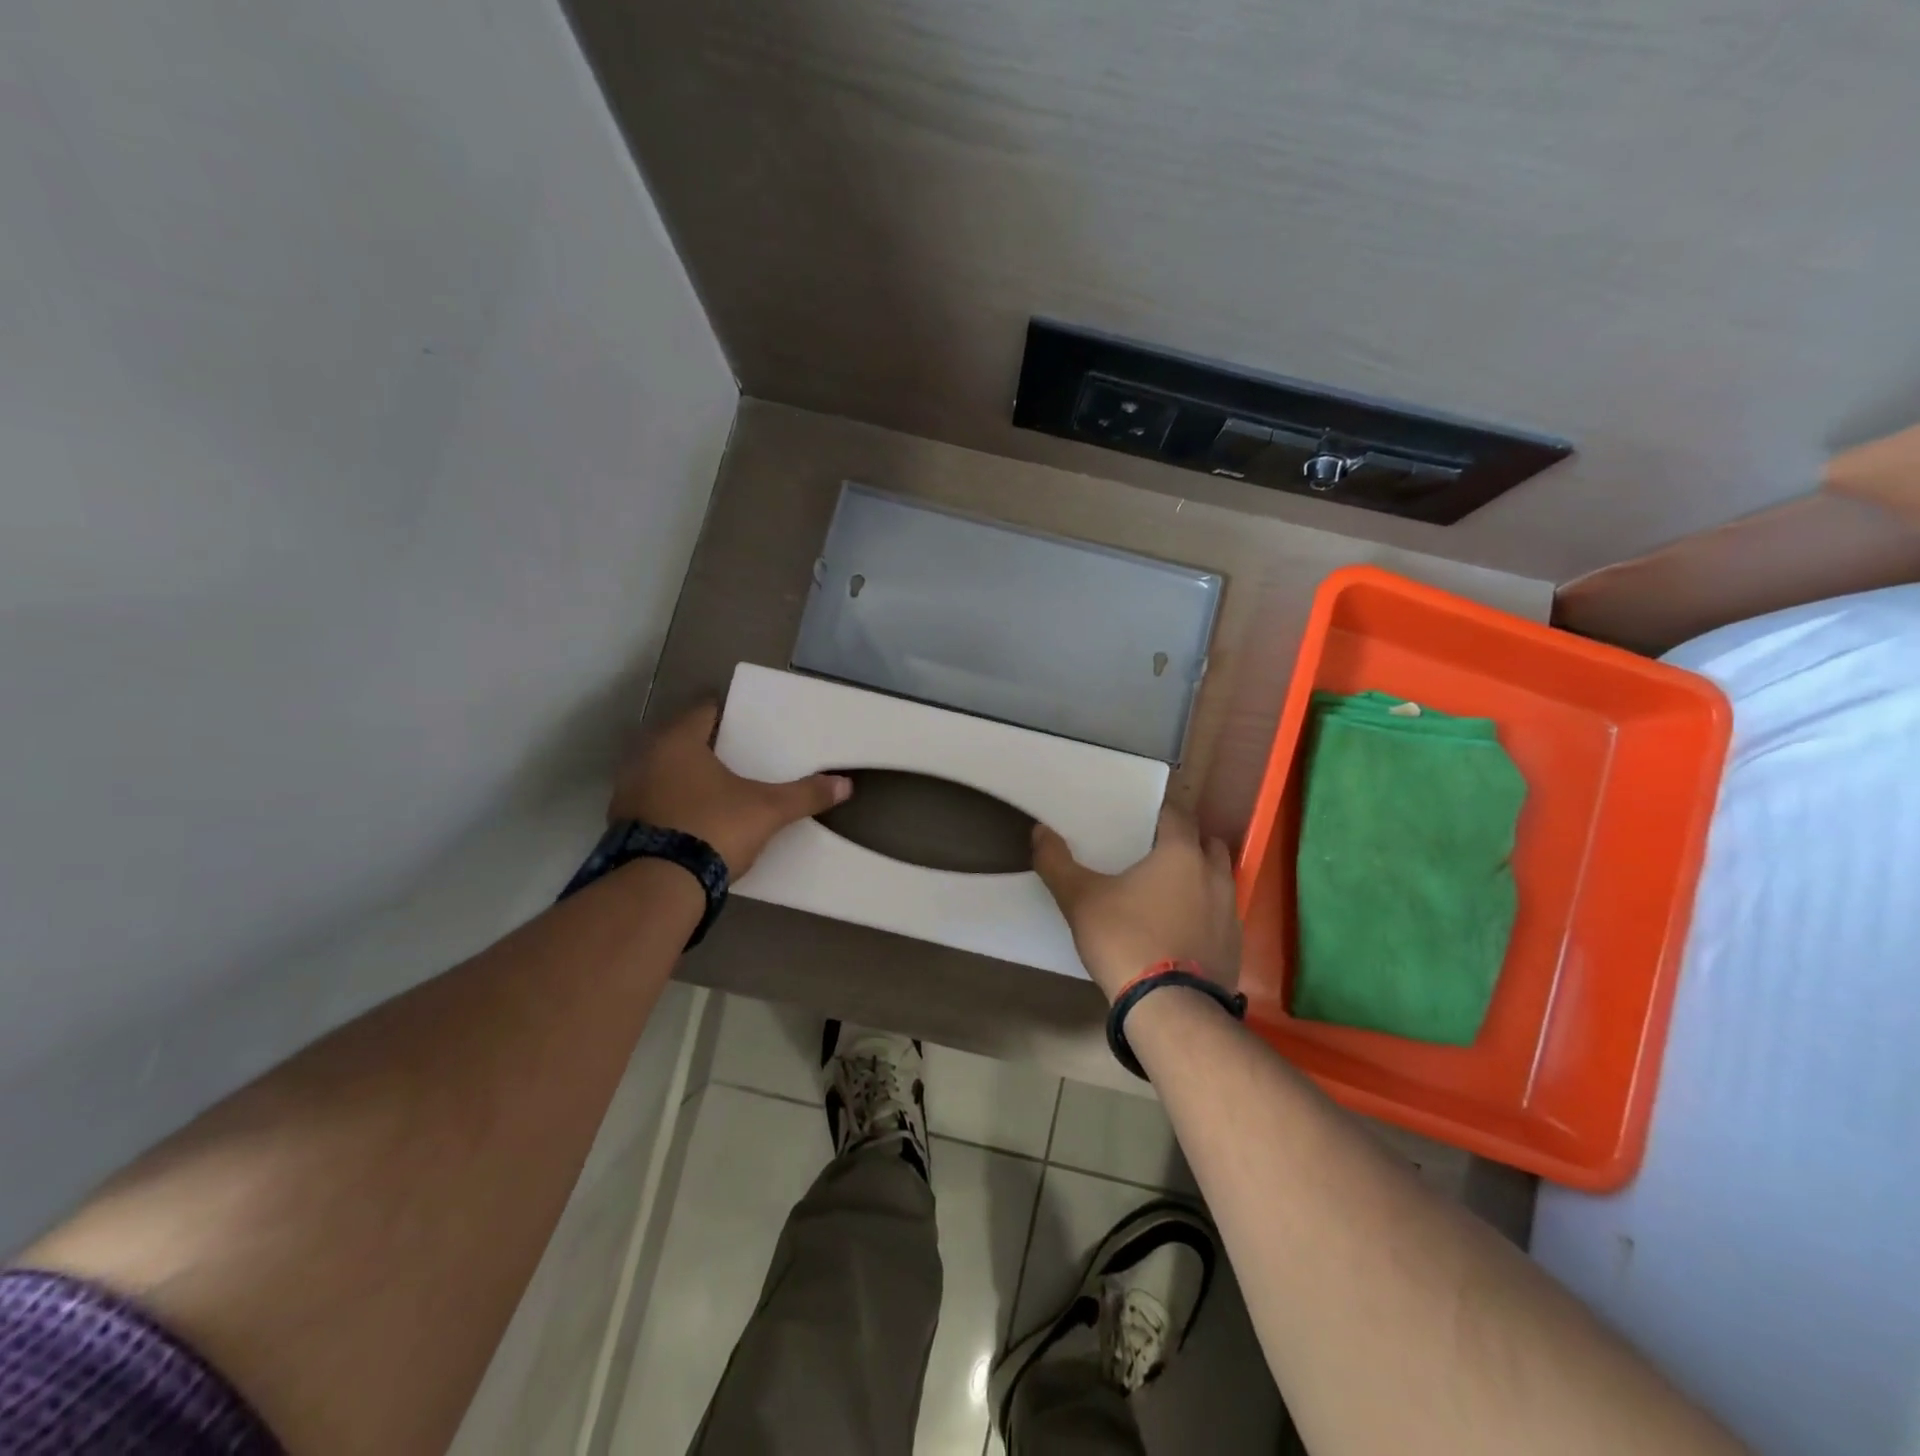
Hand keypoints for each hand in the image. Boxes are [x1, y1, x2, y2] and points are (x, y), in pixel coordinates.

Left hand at [610, 703, 850, 876]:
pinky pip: (652, 802)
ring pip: (661, 772)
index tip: (745, 722)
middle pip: (680, 741)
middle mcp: (645, 758)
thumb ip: (805, 795)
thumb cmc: (713, 828)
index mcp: (678, 742)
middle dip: (705, 747)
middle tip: (736, 756)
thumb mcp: (768, 811)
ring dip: (683, 777)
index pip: (703, 711)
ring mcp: (627, 792)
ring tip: (715, 789)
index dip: (725, 713)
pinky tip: (692, 819)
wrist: (659, 885)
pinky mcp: (620, 824)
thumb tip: (845, 785)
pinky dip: (670, 804)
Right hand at [1032, 805, 1241, 1001]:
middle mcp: (1213, 875)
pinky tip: (1183, 929)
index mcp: (1180, 854)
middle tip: (1157, 851)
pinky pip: (1222, 916)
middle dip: (1188, 842)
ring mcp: (1229, 912)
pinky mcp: (1234, 946)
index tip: (1141, 820)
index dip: (1161, 814)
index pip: (1178, 816)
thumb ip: (1056, 862)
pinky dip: (1207, 913)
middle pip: (1208, 844)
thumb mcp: (1079, 899)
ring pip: (1220, 879)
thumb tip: (1039, 831)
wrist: (1170, 1008)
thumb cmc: (1125, 939)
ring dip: (1201, 877)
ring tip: (1171, 890)